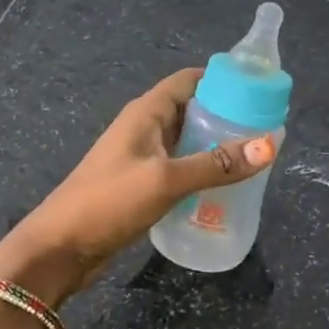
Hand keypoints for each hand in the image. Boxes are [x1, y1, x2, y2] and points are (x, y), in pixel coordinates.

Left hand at [0, 68, 275, 304]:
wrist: (59, 250)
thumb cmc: (108, 203)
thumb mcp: (166, 180)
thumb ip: (217, 164)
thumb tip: (269, 145)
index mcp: (145, 113)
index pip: (188, 80)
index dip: (222, 79)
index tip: (259, 88)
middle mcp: (144, 128)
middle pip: (191, 109)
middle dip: (226, 115)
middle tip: (265, 127)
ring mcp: (142, 158)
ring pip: (187, 141)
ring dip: (216, 145)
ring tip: (254, 156)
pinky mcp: (142, 185)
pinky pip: (180, 167)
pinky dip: (203, 170)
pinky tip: (226, 186)